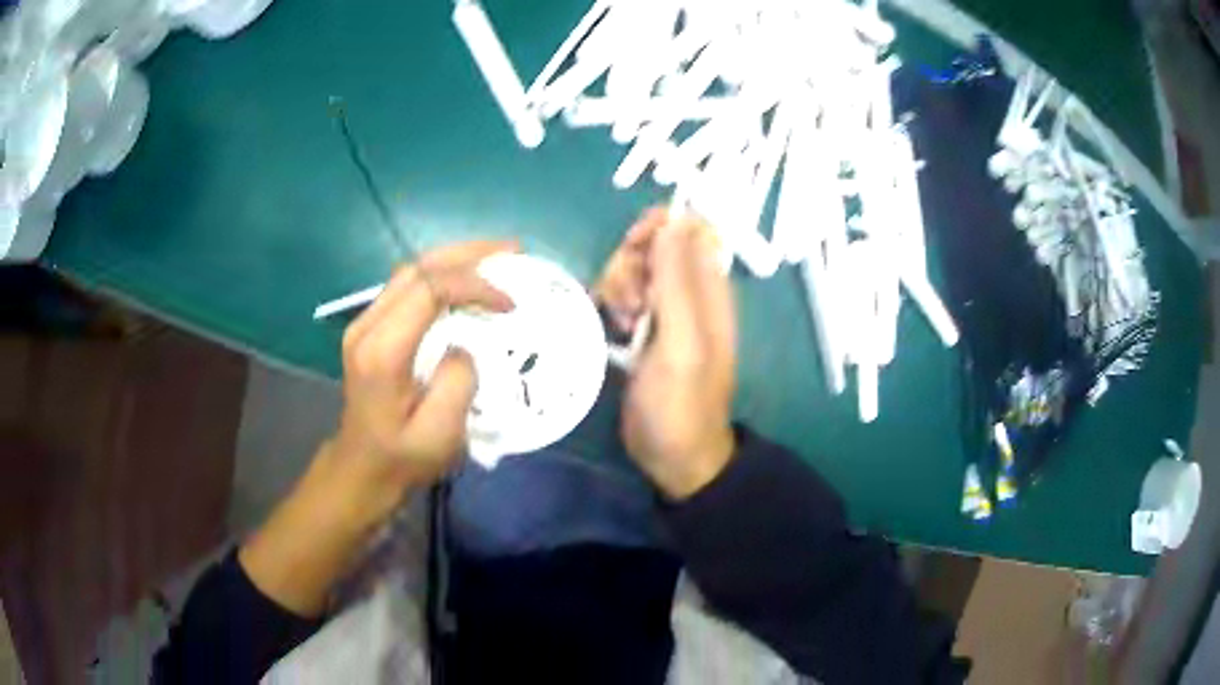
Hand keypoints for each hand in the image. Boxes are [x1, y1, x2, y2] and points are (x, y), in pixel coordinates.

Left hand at [240, 240, 514, 615]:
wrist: (360, 470)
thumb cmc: (401, 459)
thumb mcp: (439, 435)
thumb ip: (458, 381)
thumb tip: (464, 344)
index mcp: (382, 350)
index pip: (429, 289)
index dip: (474, 285)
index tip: (509, 304)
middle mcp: (367, 325)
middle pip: (418, 267)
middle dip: (468, 253)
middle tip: (512, 250)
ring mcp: (364, 324)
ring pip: (411, 271)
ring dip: (455, 259)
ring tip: (496, 258)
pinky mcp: (370, 328)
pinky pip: (408, 287)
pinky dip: (441, 276)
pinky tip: (466, 281)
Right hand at [598, 209, 736, 498]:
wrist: (673, 454)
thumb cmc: (682, 402)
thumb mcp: (683, 341)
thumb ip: (677, 281)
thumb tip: (672, 222)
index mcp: (709, 288)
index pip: (688, 229)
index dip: (659, 228)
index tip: (635, 247)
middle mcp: (688, 292)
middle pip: (652, 245)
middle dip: (631, 264)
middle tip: (632, 304)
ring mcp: (663, 310)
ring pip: (632, 270)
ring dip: (618, 288)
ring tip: (624, 325)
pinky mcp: (641, 328)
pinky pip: (621, 295)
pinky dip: (612, 305)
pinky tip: (615, 330)